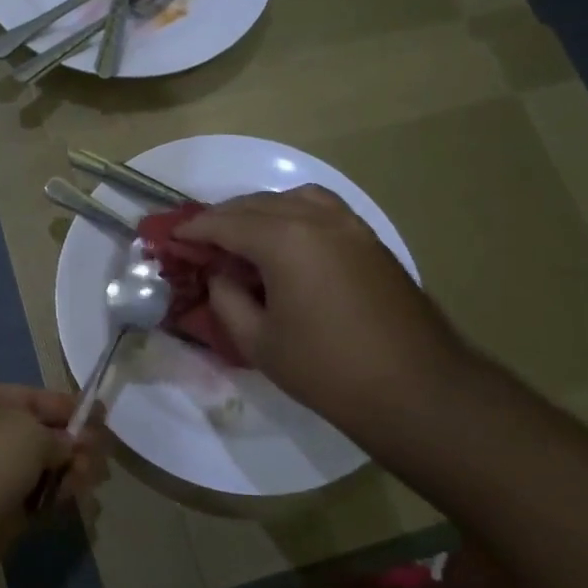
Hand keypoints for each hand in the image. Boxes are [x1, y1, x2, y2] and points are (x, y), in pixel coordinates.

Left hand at [0, 382, 108, 587]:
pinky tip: (74, 503)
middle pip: (42, 436)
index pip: (37, 398)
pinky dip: (57, 501)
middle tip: (98, 460)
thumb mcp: (22, 432)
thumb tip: (72, 447)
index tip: (105, 420)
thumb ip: (57, 437)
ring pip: (42, 471)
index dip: (71, 408)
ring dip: (70, 473)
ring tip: (87, 482)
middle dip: (75, 444)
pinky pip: (35, 503)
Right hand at [177, 185, 468, 431]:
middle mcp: (317, 218)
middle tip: (199, 239)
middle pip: (257, 204)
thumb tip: (220, 274)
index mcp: (284, 240)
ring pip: (292, 198)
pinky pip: (321, 209)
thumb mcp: (258, 341)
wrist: (416, 389)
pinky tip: (285, 241)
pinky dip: (293, 214)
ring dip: (260, 210)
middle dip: (222, 218)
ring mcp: (350, 225)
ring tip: (241, 235)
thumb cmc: (327, 370)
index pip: (225, 223)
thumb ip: (227, 299)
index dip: (194, 231)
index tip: (171, 239)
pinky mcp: (370, 240)